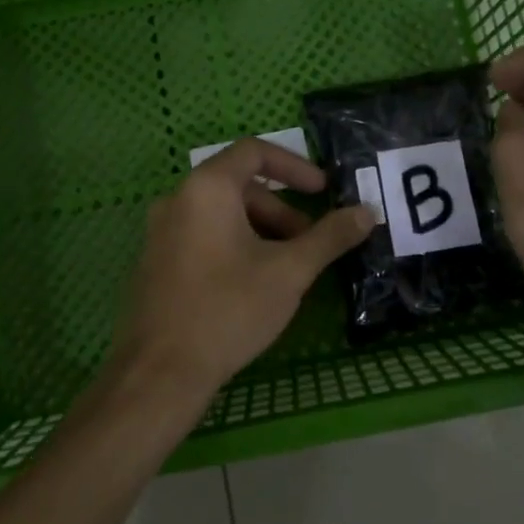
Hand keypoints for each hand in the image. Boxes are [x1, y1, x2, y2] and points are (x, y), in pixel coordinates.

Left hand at [107, 138, 374, 414]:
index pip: (254, 152)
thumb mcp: (289, 271)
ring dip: (261, 231)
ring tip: (286, 271)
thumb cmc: (229, 309)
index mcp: (207, 188)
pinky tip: (253, 285)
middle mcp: (177, 199)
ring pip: (222, 215)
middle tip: (310, 245)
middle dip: (282, 210)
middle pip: (239, 186)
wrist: (160, 372)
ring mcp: (161, 231)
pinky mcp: (156, 261)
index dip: (295, 166)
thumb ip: (330, 237)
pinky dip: (235, 245)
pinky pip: (203, 236)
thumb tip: (367, 212)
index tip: (324, 191)